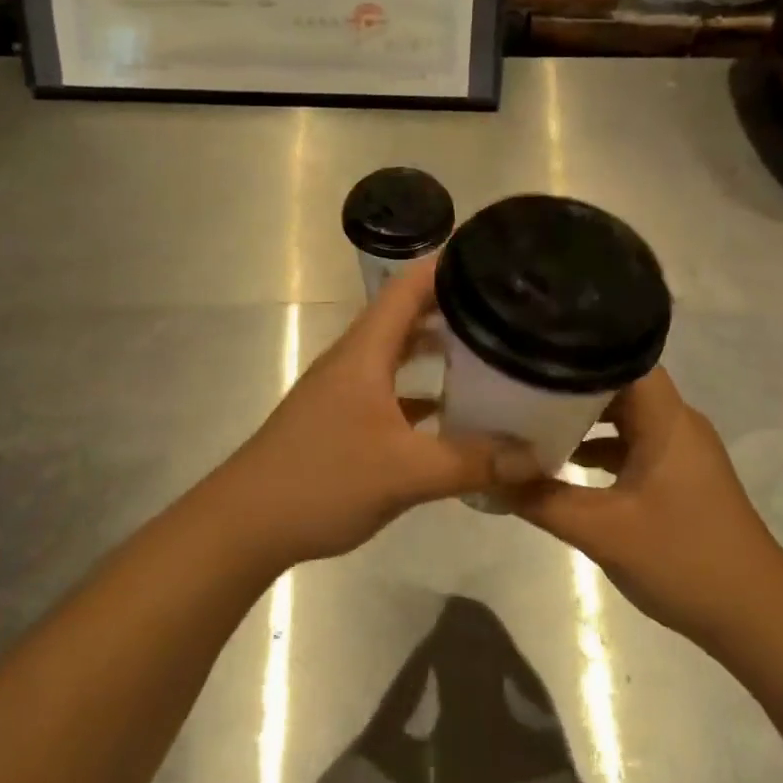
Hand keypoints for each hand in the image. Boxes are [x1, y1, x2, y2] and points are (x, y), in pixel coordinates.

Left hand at [215, 258, 496, 568]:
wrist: (246, 524)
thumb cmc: (321, 480)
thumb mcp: (405, 472)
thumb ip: (471, 462)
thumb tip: (536, 457)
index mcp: (366, 350)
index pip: (408, 286)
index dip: (448, 265)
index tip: (493, 258)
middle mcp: (356, 359)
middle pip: (407, 315)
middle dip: (454, 305)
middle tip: (507, 307)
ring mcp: (347, 389)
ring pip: (400, 353)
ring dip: (439, 347)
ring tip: (490, 350)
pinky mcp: (344, 419)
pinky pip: (393, 390)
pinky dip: (424, 390)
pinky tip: (454, 411)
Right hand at [508, 368, 782, 645]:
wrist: (756, 618)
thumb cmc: (684, 560)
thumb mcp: (603, 531)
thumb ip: (542, 500)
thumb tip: (487, 473)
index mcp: (666, 419)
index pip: (622, 357)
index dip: (579, 349)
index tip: (533, 349)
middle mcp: (676, 423)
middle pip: (618, 384)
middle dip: (570, 384)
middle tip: (519, 382)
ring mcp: (680, 450)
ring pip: (625, 416)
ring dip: (584, 418)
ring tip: (531, 417)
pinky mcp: (679, 476)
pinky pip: (633, 444)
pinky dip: (600, 448)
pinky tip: (565, 464)